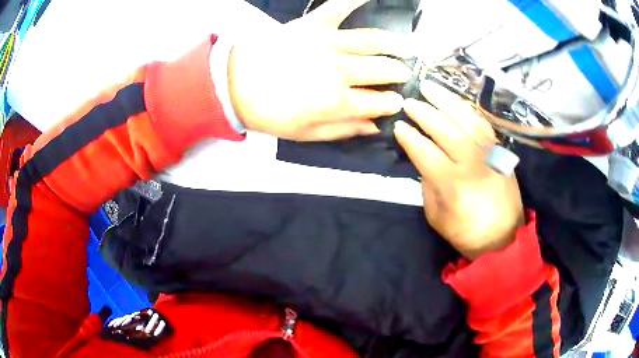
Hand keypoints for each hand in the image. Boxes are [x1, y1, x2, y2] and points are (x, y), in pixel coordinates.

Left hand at [228, 0, 413, 140]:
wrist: (234, 84)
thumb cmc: (269, 112)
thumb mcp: (306, 133)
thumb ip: (344, 130)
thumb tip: (375, 126)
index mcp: (338, 101)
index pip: (381, 102)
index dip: (393, 104)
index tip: (398, 103)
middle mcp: (340, 71)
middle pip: (384, 70)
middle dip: (400, 74)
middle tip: (404, 74)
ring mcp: (328, 43)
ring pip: (373, 40)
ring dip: (395, 45)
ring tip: (406, 48)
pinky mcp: (313, 24)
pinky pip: (338, 7)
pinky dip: (355, 0)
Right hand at [394, 82, 524, 259]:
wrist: (504, 237)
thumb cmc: (467, 232)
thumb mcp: (437, 217)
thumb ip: (428, 185)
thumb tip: (423, 158)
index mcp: (453, 185)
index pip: (425, 152)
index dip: (409, 137)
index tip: (398, 126)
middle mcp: (472, 163)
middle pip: (445, 129)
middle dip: (424, 112)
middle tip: (409, 102)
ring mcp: (489, 154)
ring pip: (465, 119)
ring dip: (445, 100)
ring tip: (429, 87)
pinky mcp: (500, 151)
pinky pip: (482, 123)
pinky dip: (467, 109)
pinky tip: (455, 102)